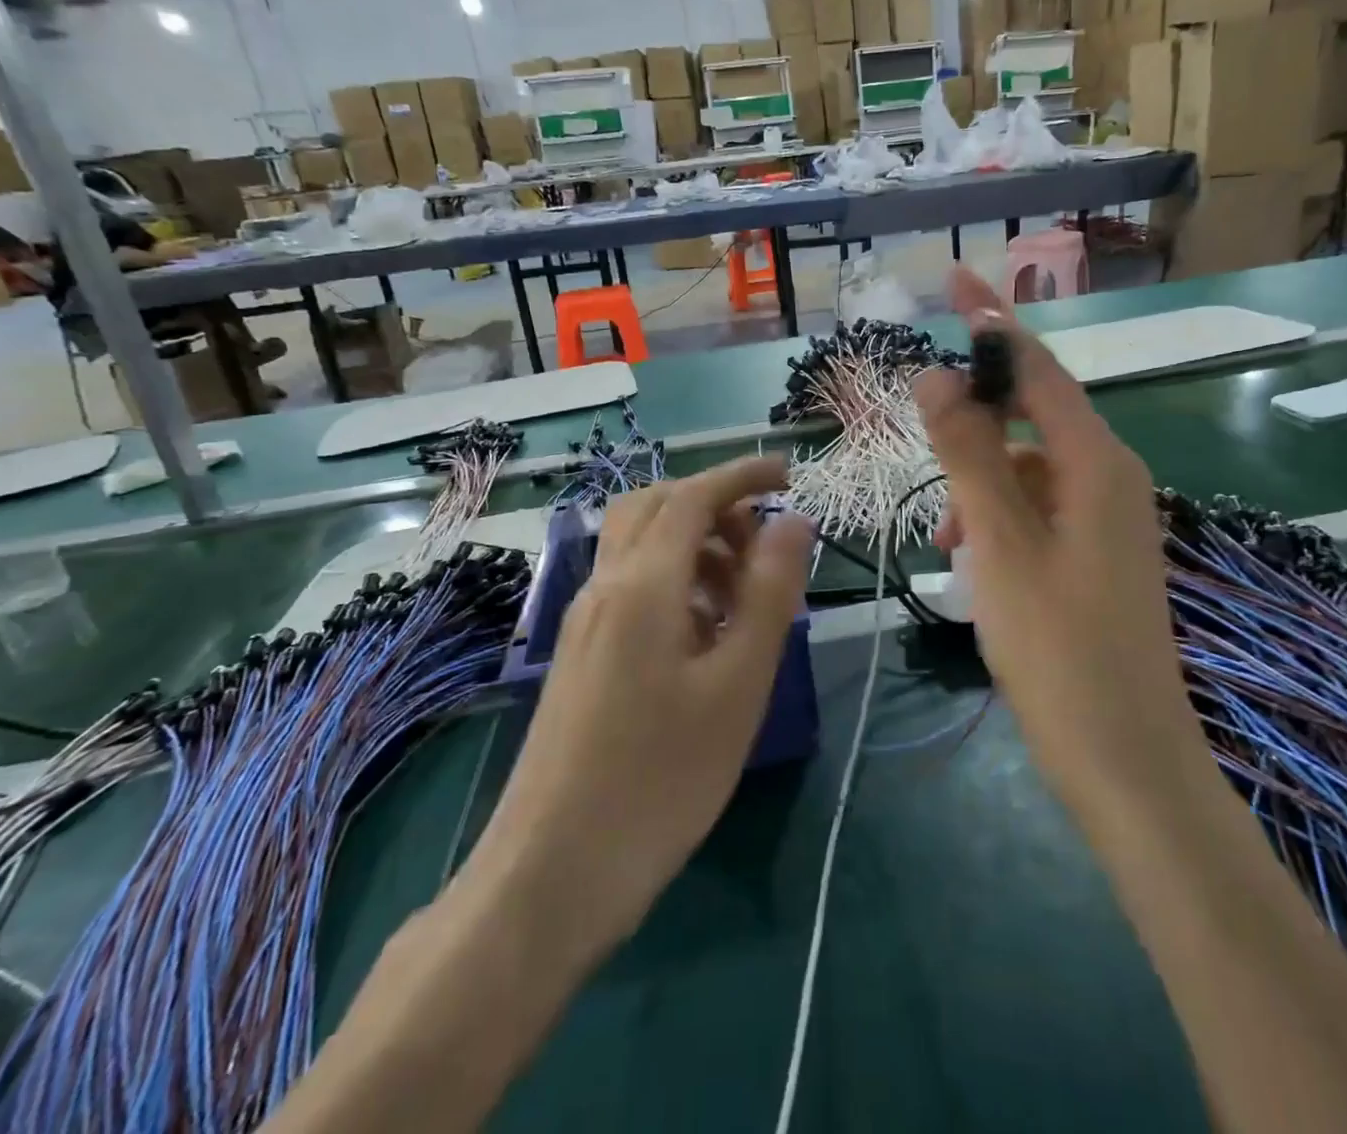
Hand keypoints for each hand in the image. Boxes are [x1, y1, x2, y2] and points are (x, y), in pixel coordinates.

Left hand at [450, 457, 811, 967]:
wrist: (552, 871)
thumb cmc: (661, 777)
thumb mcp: (737, 683)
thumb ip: (769, 593)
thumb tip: (793, 521)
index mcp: (643, 584)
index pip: (693, 496)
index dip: (743, 474)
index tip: (789, 474)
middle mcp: (606, 586)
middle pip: (656, 507)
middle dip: (714, 504)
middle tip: (764, 540)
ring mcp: (585, 620)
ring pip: (640, 546)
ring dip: (695, 544)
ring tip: (745, 593)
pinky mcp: (581, 653)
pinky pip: (631, 586)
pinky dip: (675, 579)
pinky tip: (706, 631)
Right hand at [914, 269, 1204, 827]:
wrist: (1126, 761)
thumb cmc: (1058, 648)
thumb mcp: (1000, 542)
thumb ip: (969, 453)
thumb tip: (938, 376)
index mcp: (1097, 462)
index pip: (1037, 366)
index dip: (992, 320)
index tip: (954, 278)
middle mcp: (1111, 476)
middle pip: (1031, 416)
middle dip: (972, 425)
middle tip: (924, 443)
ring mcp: (1108, 518)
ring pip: (1028, 470)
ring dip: (979, 486)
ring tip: (943, 538)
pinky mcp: (1097, 553)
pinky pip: (1038, 510)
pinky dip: (998, 520)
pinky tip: (969, 561)